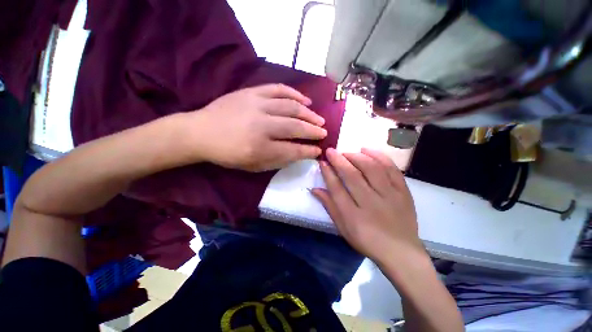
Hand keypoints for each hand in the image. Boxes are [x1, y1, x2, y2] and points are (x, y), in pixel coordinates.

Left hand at [187, 84, 326, 171]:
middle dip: (313, 131)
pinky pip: (278, 89)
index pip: (293, 150)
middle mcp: (261, 126)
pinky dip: (295, 94)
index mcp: (260, 148)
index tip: (318, 150)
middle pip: (295, 127)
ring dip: (309, 113)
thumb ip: (277, 161)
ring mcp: (257, 105)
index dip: (308, 151)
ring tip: (319, 118)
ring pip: (291, 107)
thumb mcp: (253, 166)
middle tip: (324, 132)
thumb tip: (298, 154)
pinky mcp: (252, 92)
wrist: (201, 132)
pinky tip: (305, 100)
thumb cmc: (228, 154)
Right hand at [311, 148, 423, 262]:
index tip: (322, 162)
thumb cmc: (367, 241)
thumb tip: (315, 189)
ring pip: (372, 169)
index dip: (328, 173)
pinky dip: (379, 157)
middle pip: (352, 176)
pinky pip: (392, 169)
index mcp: (354, 216)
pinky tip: (368, 151)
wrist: (401, 252)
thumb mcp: (343, 228)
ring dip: (357, 157)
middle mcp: (371, 203)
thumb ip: (329, 206)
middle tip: (331, 151)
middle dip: (339, 160)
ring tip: (347, 152)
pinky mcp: (403, 192)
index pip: (337, 188)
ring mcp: (390, 196)